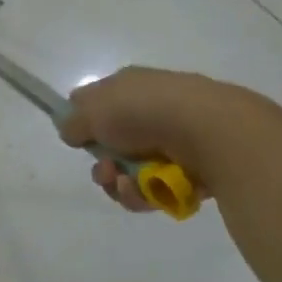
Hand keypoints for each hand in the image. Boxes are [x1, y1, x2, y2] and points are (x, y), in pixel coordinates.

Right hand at [59, 66, 233, 211]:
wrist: (209, 130)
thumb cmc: (144, 111)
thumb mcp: (92, 110)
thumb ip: (73, 122)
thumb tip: (71, 130)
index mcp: (128, 87)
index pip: (97, 103)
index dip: (84, 122)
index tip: (78, 140)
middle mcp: (151, 110)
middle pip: (113, 146)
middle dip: (103, 165)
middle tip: (106, 171)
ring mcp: (173, 140)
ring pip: (132, 172)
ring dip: (121, 184)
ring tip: (127, 185)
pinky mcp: (191, 169)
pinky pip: (156, 189)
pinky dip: (146, 194)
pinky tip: (147, 192)